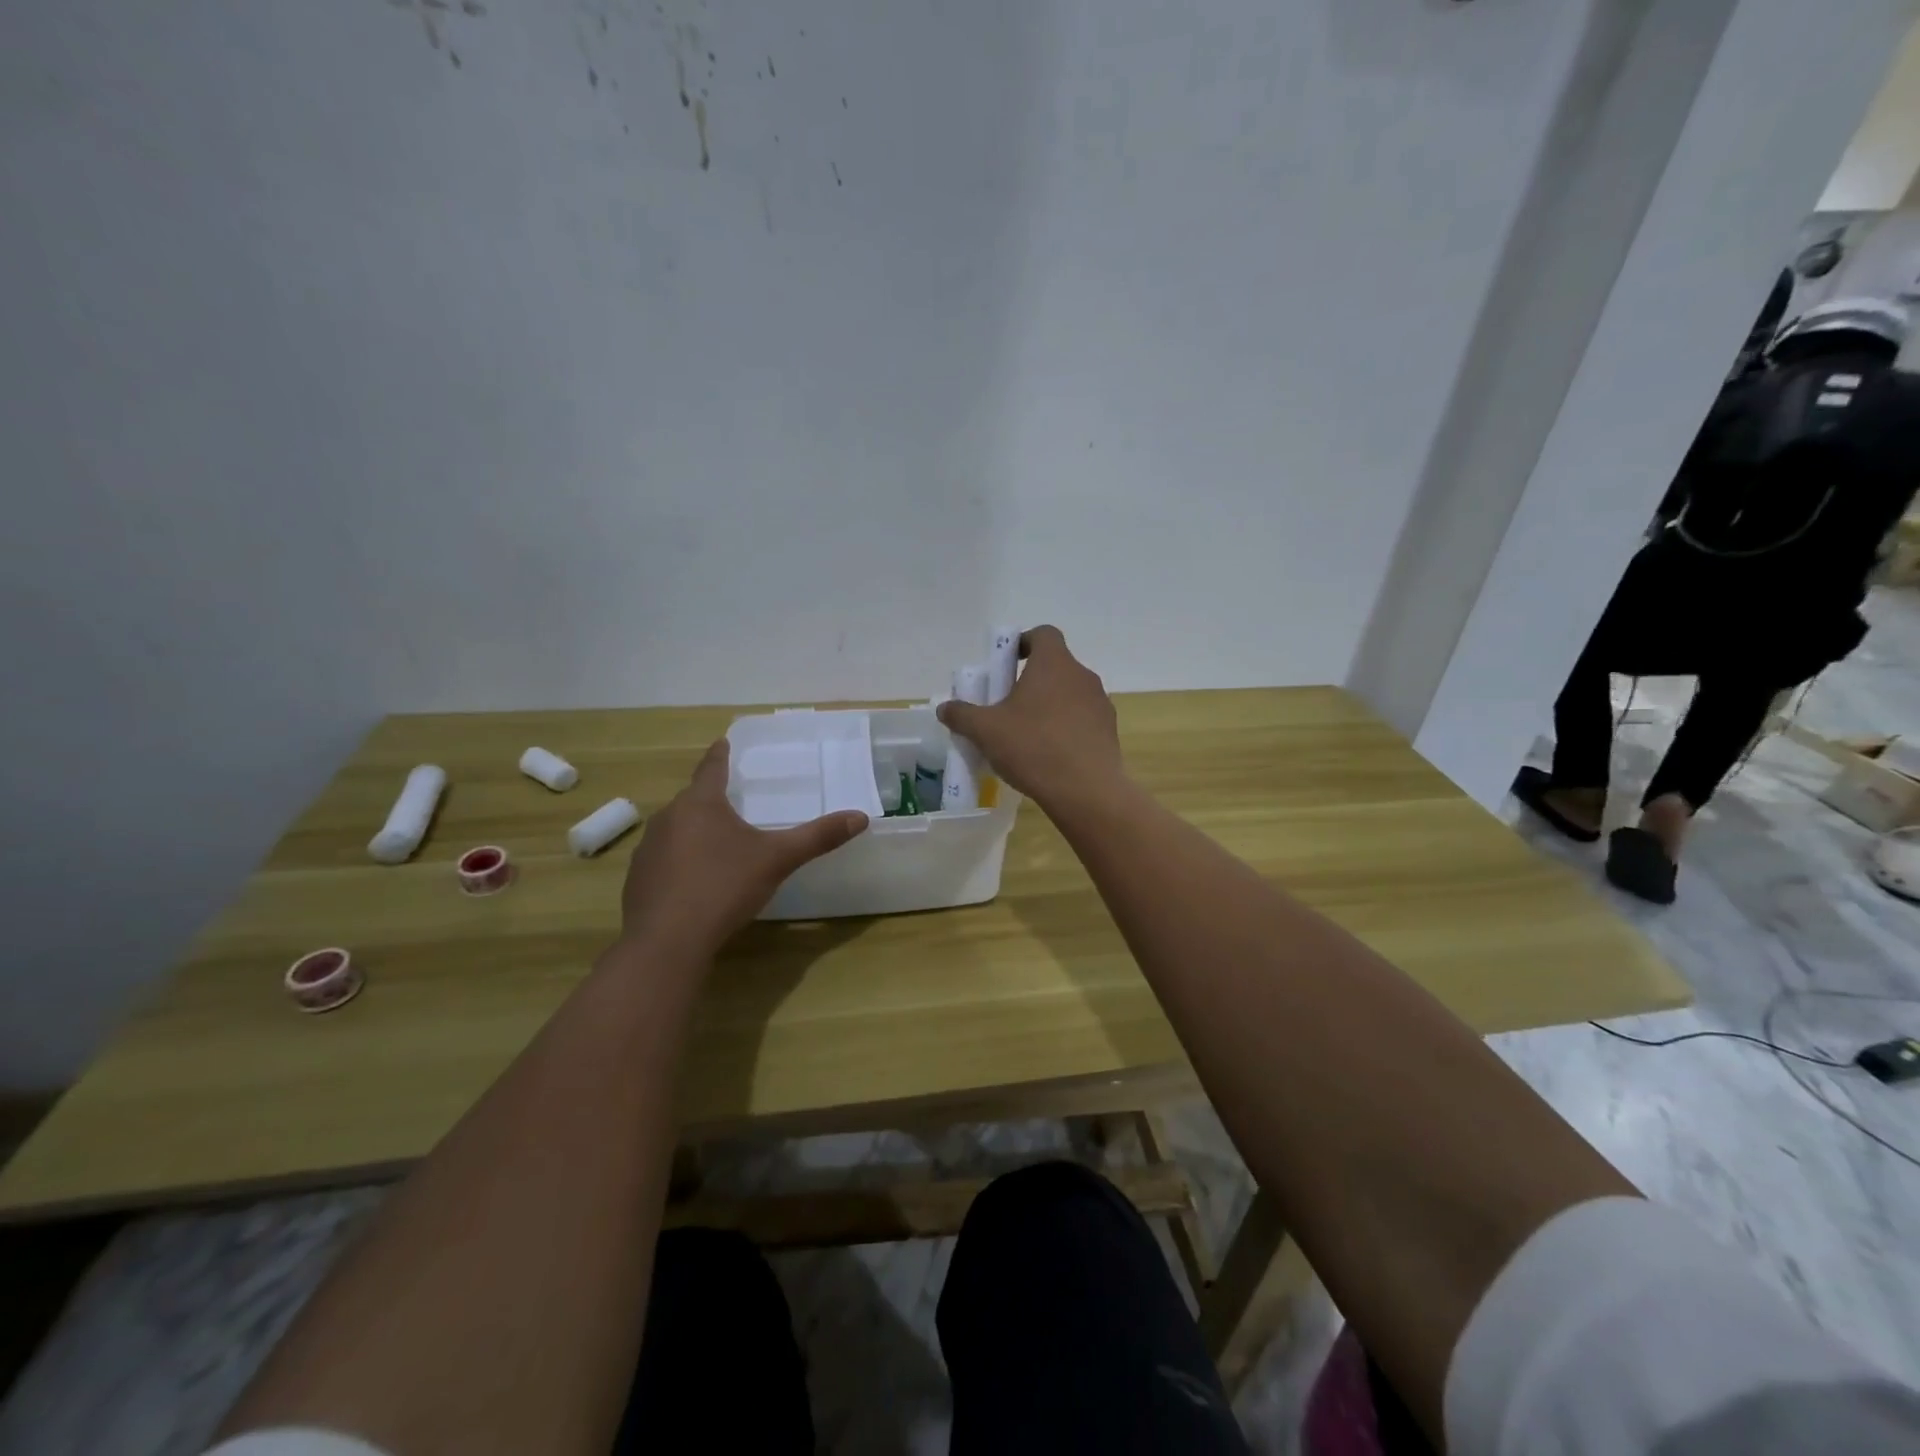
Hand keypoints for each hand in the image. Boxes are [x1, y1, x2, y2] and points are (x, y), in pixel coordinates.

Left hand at [618, 741, 868, 959]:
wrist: (667, 941)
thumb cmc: (724, 887)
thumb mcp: (778, 859)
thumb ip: (817, 837)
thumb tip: (860, 817)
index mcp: (701, 804)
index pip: (712, 768)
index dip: (720, 755)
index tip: (722, 742)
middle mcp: (669, 818)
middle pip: (692, 799)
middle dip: (710, 798)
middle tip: (731, 799)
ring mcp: (648, 849)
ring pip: (676, 829)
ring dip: (694, 830)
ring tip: (715, 841)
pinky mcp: (637, 880)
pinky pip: (663, 859)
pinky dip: (679, 860)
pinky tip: (693, 880)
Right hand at [936, 625, 1124, 811]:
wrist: (1086, 790)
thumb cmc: (1033, 747)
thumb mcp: (986, 731)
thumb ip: (962, 715)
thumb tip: (945, 708)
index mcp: (1054, 663)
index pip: (1044, 634)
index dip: (1024, 643)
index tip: (1006, 664)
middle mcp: (1082, 676)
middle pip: (1055, 666)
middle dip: (1031, 680)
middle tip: (1008, 705)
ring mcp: (1100, 703)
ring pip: (1070, 694)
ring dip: (1049, 705)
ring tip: (1027, 734)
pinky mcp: (1109, 731)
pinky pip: (1082, 719)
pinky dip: (1065, 727)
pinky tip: (1049, 754)